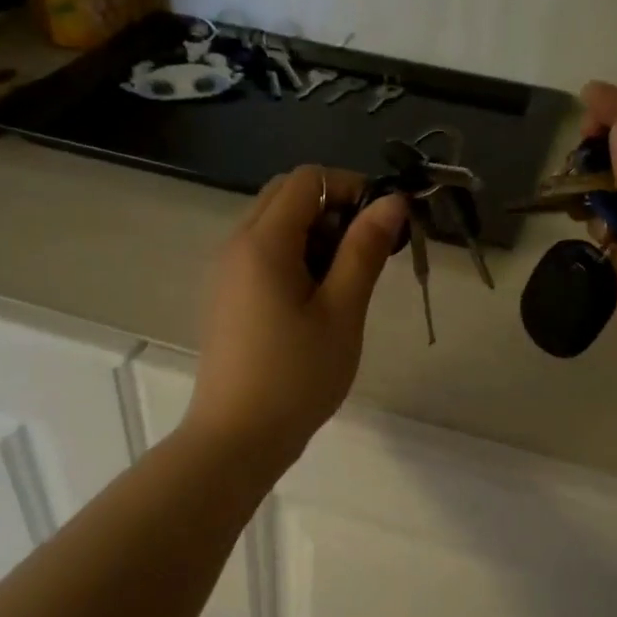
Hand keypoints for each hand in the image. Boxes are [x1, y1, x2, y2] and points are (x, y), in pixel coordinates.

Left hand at [183, 165, 408, 465]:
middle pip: (286, 196)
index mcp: (263, 241)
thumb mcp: (342, 312)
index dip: (350, 188)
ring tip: (344, 285)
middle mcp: (236, 244)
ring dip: (314, 236)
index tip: (382, 227)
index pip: (308, 179)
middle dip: (332, 210)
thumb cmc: (297, 376)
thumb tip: (391, 202)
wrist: (237, 438)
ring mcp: (226, 271)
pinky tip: (315, 303)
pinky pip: (261, 255)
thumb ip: (365, 250)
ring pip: (274, 225)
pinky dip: (293, 258)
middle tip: (364, 255)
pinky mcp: (226, 296)